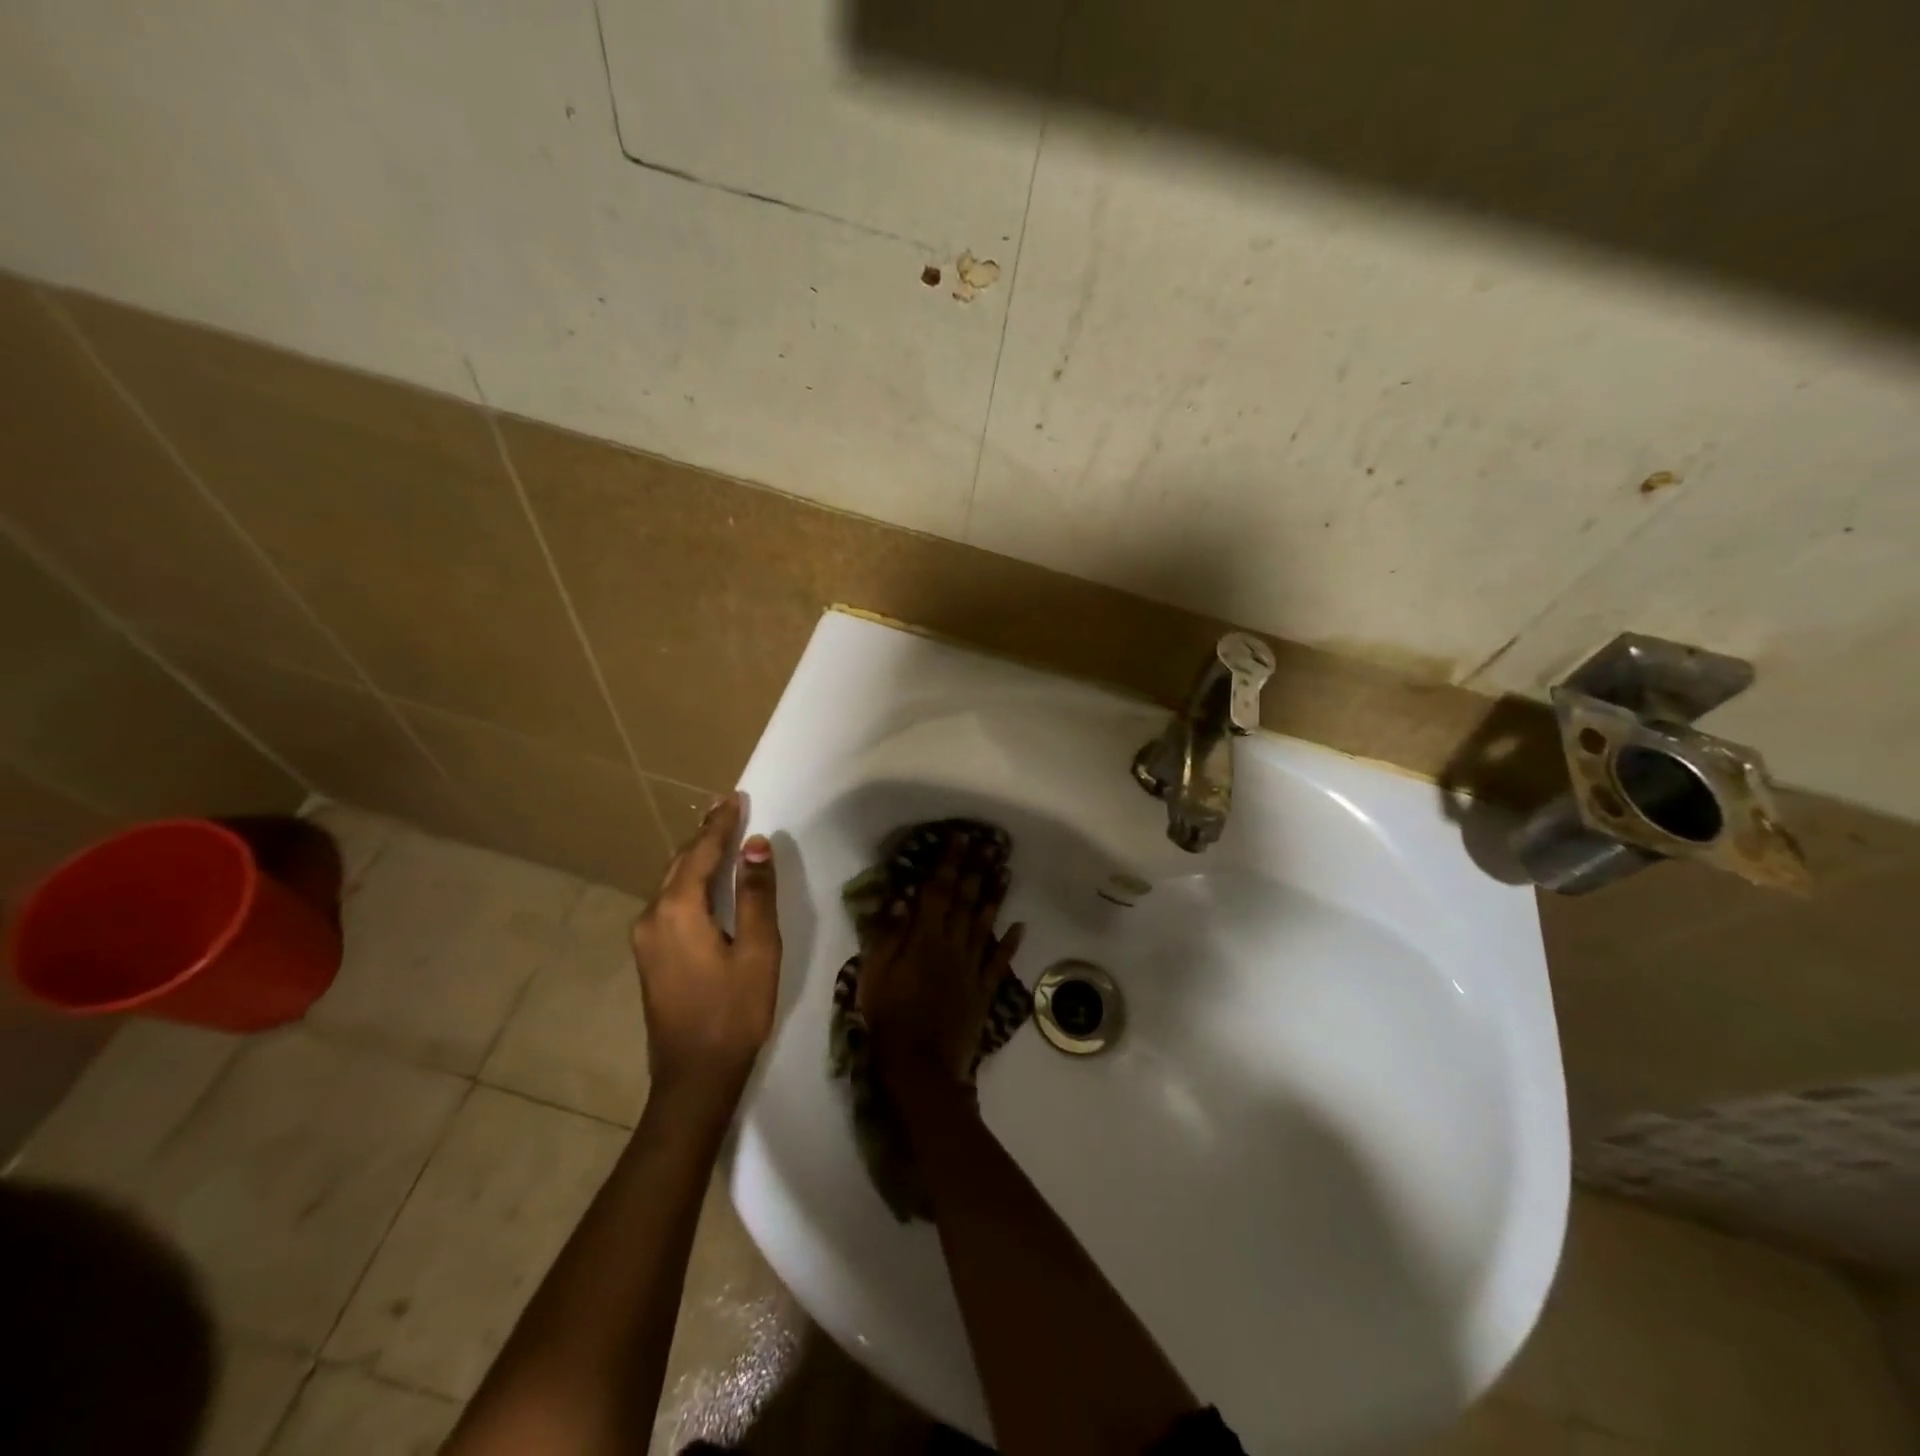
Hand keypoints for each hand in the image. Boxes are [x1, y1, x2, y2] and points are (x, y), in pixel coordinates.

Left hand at [630, 793, 780, 1099]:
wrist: (694, 1077)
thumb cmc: (734, 1011)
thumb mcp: (757, 949)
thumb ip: (755, 893)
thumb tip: (755, 845)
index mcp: (677, 911)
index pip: (700, 853)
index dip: (721, 824)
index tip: (736, 797)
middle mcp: (651, 917)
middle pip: (680, 864)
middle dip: (705, 836)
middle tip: (728, 808)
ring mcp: (645, 938)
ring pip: (672, 883)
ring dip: (696, 858)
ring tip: (720, 836)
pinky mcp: (649, 956)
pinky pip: (669, 903)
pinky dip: (689, 883)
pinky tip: (704, 881)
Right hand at [859, 833, 1023, 1095]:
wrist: (921, 1065)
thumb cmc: (890, 1017)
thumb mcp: (874, 975)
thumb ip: (886, 935)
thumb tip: (900, 898)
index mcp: (924, 939)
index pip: (938, 892)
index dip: (949, 863)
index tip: (959, 838)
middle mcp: (953, 946)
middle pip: (965, 902)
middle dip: (975, 871)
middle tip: (988, 845)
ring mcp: (972, 968)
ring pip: (985, 926)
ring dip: (994, 898)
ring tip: (1004, 873)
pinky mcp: (983, 991)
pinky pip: (999, 962)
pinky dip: (1010, 943)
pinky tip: (1020, 926)